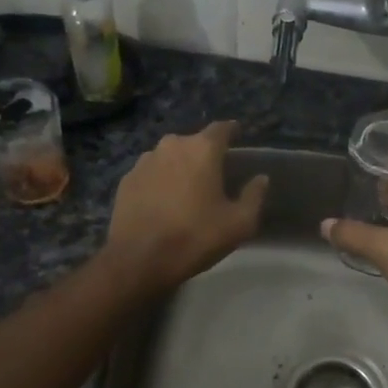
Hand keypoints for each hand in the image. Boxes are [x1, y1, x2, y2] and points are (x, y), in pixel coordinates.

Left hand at [101, 121, 268, 292]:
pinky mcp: (126, 179)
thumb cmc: (194, 237)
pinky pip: (151, 173)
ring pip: (170, 157)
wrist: (137, 259)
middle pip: (194, 142)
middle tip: (214, 175)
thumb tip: (261, 179)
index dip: (232, 131)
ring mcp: (144, 161)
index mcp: (202, 149)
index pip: (222, 128)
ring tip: (186, 190)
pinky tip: (163, 202)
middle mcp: (172, 145)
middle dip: (205, 154)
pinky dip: (159, 182)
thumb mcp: (239, 223)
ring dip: (180, 167)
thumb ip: (254, 196)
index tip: (238, 137)